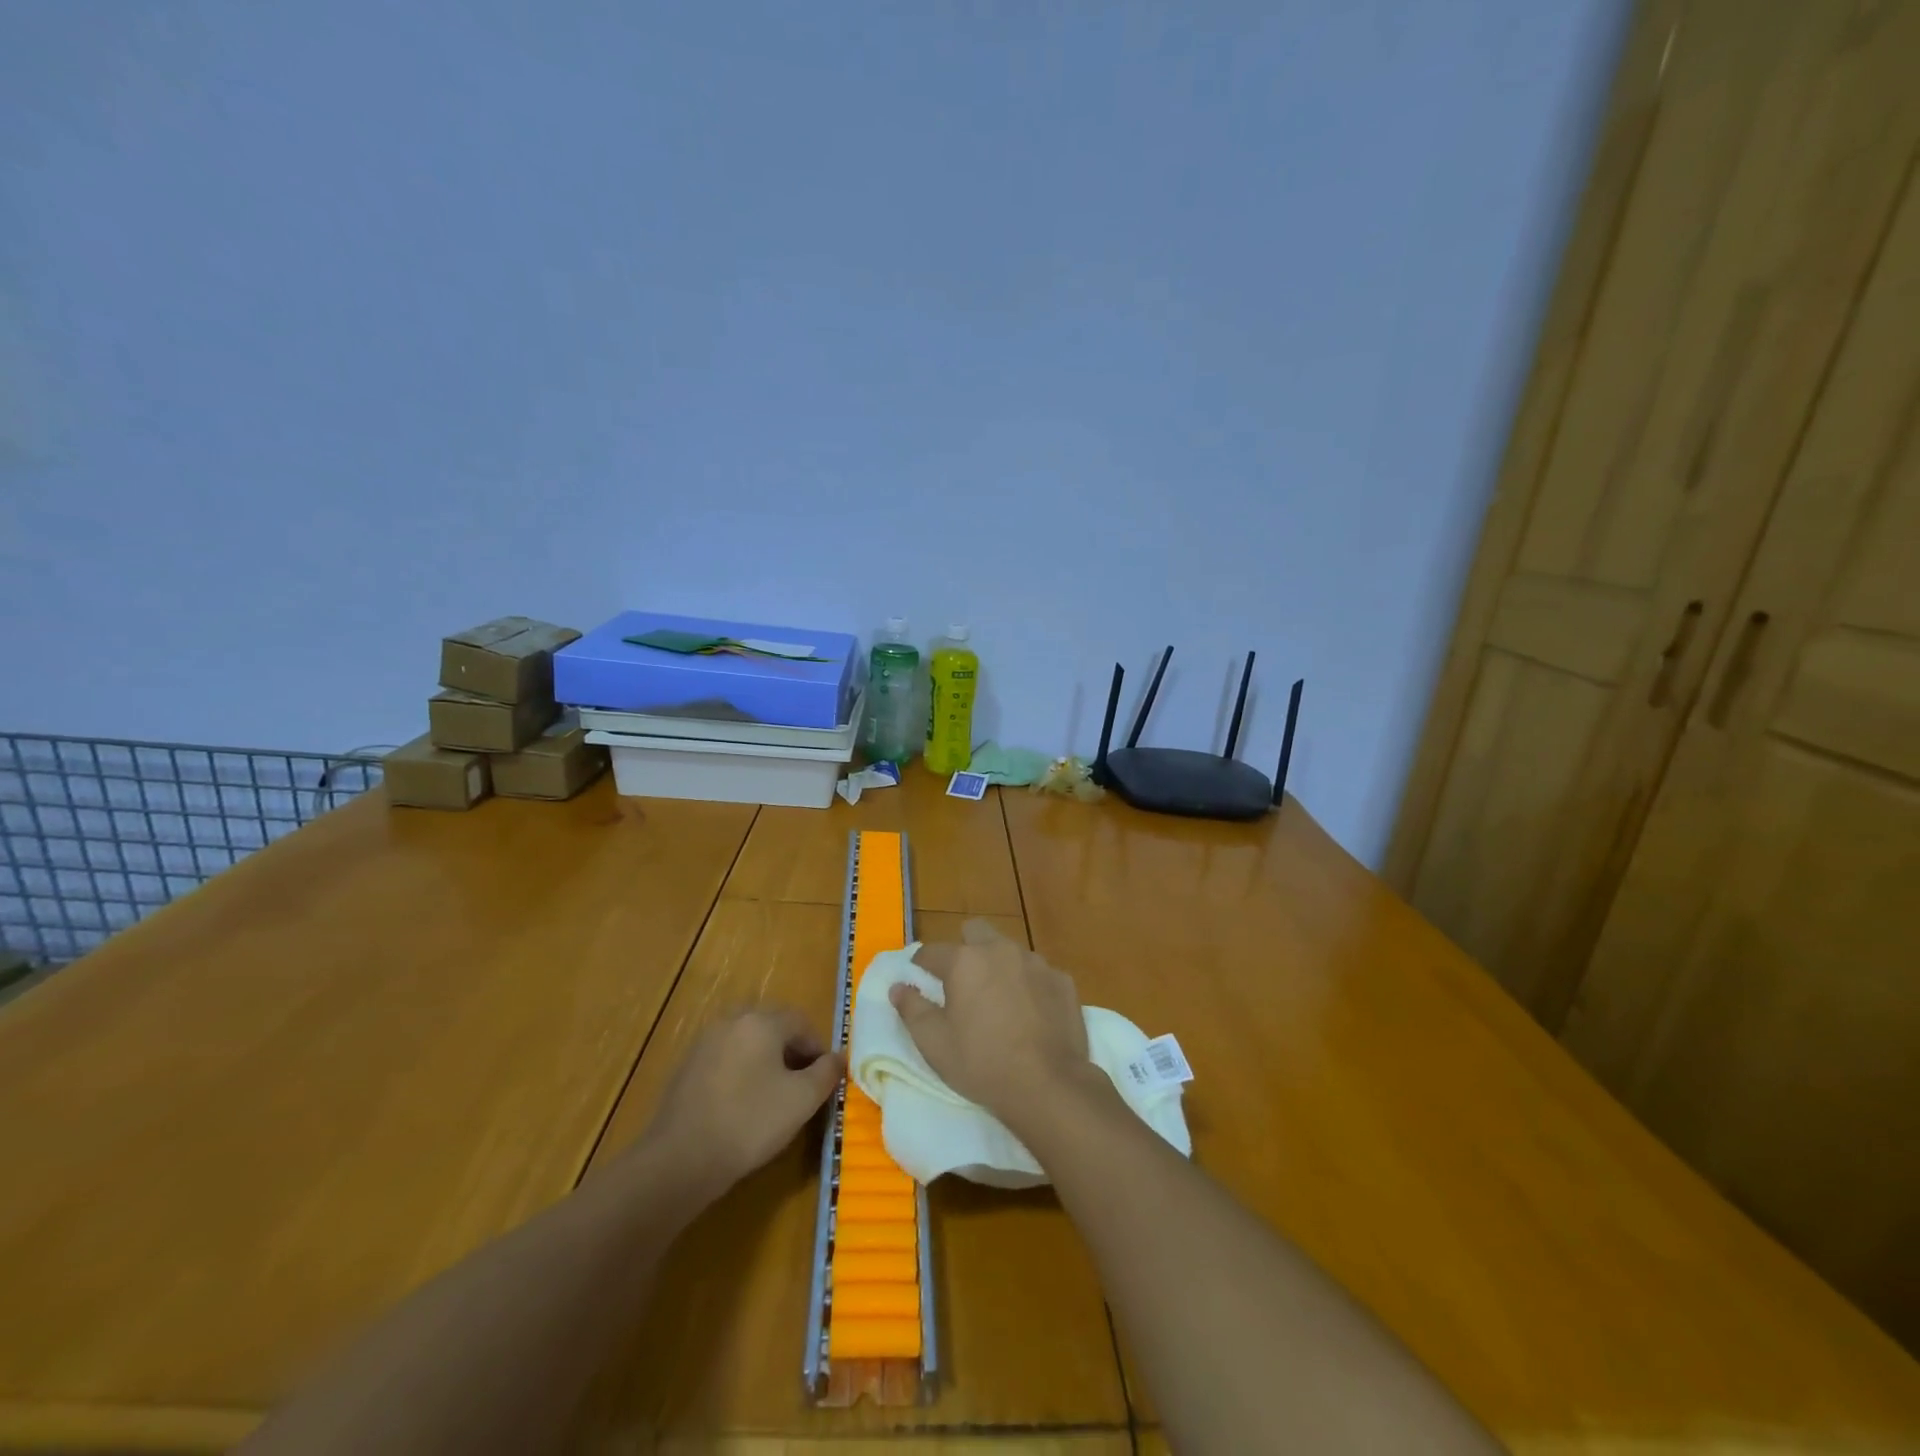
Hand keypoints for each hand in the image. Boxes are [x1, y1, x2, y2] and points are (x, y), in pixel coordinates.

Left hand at [640, 1007, 842, 1196]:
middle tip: (801, 1086)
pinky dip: (741, 1073)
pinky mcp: (687, 1067)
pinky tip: (741, 1106)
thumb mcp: (802, 1100)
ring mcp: (705, 1042)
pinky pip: (726, 1059)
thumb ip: (826, 1073)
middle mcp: (732, 1021)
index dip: (818, 1048)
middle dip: (792, 1052)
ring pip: (748, 1043)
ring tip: (773, 1097)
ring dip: (766, 1062)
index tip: (824, 1079)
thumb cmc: (750, 1122)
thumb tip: (838, 1058)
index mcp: (761, 1021)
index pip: (801, 1021)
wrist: (680, 1159)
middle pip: (773, 1027)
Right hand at [891, 920, 1092, 1126]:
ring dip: (999, 966)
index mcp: (965, 961)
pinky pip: (1038, 973)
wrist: (1049, 1084)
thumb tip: (898, 987)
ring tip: (998, 1000)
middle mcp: (1000, 950)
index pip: (932, 951)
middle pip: (976, 932)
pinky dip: (1029, 985)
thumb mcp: (934, 1043)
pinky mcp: (1062, 980)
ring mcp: (1036, 963)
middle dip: (965, 948)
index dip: (922, 964)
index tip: (919, 977)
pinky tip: (1031, 1013)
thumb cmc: (982, 1063)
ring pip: (1010, 951)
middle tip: (961, 981)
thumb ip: (912, 1009)